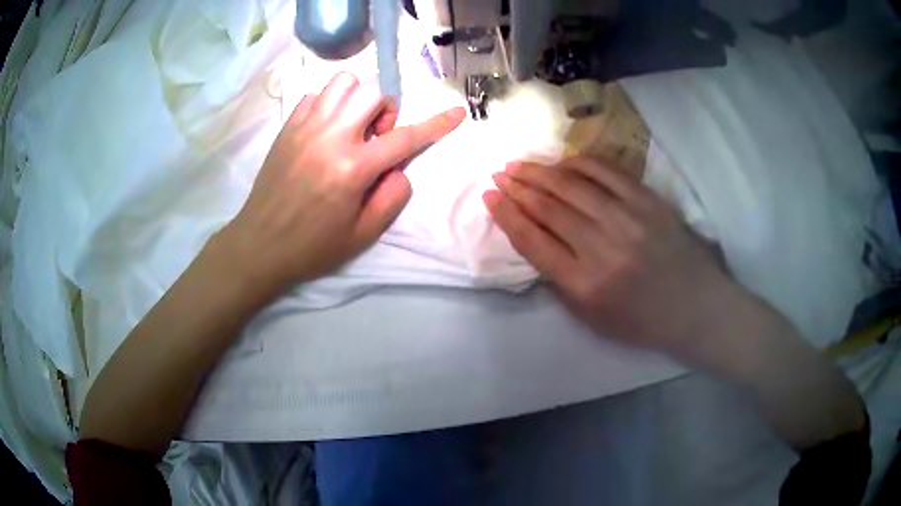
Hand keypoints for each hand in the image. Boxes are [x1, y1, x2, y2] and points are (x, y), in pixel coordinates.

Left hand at [223, 72, 464, 293]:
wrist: (260, 245)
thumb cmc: (312, 247)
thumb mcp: (363, 235)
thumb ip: (392, 198)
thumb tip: (399, 168)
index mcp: (353, 168)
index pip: (405, 137)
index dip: (437, 124)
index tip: (457, 112)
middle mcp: (330, 137)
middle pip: (372, 91)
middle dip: (385, 109)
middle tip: (376, 136)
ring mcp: (305, 127)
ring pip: (343, 82)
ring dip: (357, 98)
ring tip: (351, 126)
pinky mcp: (288, 128)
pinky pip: (316, 96)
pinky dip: (329, 105)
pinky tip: (325, 130)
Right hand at [484, 157, 734, 354]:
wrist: (696, 308)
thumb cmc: (642, 321)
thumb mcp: (591, 318)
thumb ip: (560, 281)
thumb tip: (534, 239)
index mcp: (585, 285)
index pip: (533, 241)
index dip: (507, 215)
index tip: (489, 197)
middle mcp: (603, 248)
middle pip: (549, 208)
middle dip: (518, 188)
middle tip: (500, 174)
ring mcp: (628, 219)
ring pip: (573, 186)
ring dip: (541, 172)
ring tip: (520, 164)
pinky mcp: (648, 201)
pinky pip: (607, 172)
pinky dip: (579, 163)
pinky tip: (562, 161)